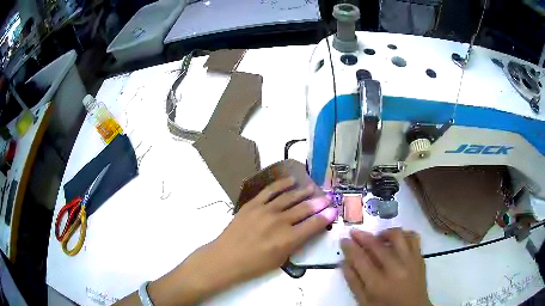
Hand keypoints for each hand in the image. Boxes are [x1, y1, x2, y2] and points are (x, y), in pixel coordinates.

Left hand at [146, 177, 336, 304]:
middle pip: (304, 208)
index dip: (325, 217)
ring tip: (313, 188)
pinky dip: (282, 184)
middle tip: (327, 198)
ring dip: (303, 192)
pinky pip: (270, 190)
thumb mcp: (280, 260)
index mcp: (288, 239)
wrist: (226, 257)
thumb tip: (307, 230)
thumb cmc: (254, 265)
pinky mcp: (253, 204)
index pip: (313, 225)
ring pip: (289, 197)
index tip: (333, 211)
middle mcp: (279, 222)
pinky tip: (291, 180)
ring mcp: (265, 210)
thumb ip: (296, 243)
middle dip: (318, 203)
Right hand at [341, 228, 430, 305]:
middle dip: (362, 236)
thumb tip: (343, 262)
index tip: (344, 240)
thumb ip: (353, 281)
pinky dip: (403, 234)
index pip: (360, 259)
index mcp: (378, 283)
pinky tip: (396, 239)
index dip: (350, 247)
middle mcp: (395, 268)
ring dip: (384, 233)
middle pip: (376, 245)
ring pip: (397, 236)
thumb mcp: (364, 301)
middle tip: (354, 233)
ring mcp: (410, 261)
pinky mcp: (420, 257)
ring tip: (377, 237)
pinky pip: (413, 237)